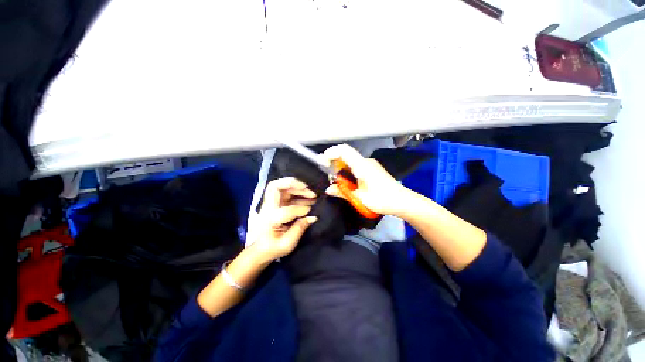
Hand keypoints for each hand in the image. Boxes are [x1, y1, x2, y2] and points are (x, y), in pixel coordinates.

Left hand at [246, 177, 317, 262]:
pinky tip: (307, 198)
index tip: (310, 213)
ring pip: (281, 187)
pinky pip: (286, 192)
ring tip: (311, 193)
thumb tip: (313, 217)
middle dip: (292, 184)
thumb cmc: (272, 248)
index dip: (301, 210)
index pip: (287, 210)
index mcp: (270, 220)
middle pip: (275, 186)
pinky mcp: (276, 204)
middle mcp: (268, 208)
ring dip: (297, 187)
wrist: (260, 249)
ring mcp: (271, 204)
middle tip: (307, 188)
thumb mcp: (287, 244)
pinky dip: (297, 192)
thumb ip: (300, 229)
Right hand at [323, 144, 409, 215]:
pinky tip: (347, 182)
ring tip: (338, 182)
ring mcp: (369, 164)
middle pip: (345, 155)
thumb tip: (328, 189)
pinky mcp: (372, 169)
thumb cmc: (383, 200)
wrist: (402, 201)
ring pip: (350, 161)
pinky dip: (347, 171)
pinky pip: (355, 166)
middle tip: (330, 177)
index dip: (331, 153)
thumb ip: (342, 192)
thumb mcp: (360, 198)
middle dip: (334, 163)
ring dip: (341, 169)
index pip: (344, 151)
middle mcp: (365, 162)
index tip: (323, 162)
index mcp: (362, 166)